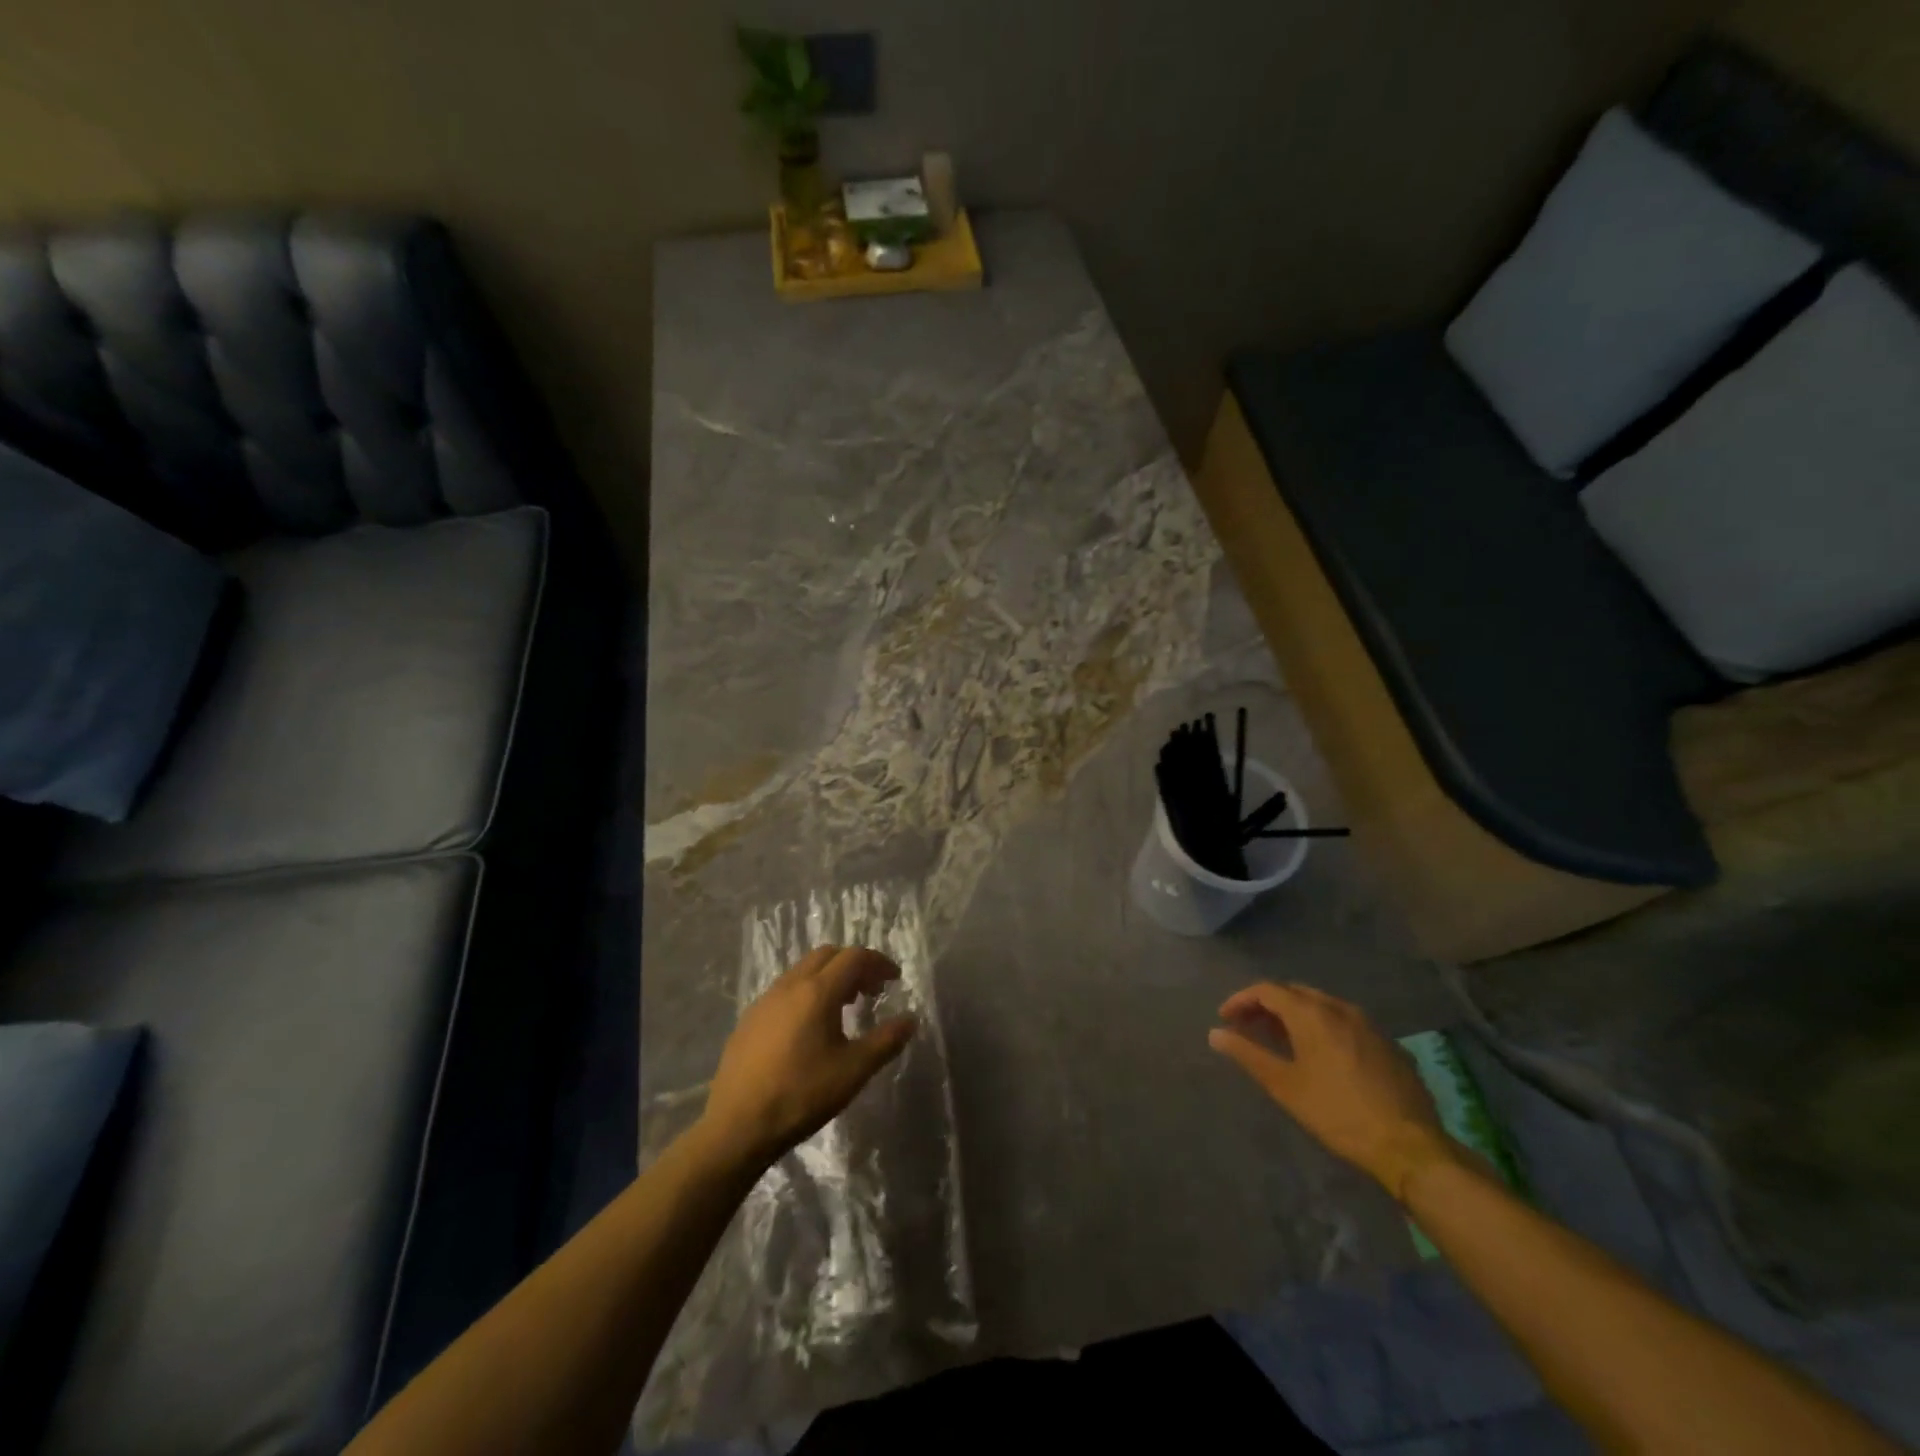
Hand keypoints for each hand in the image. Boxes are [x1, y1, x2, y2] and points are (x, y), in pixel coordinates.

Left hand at [699, 945, 917, 1169]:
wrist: (736, 1126)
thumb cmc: (801, 1095)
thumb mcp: (853, 1071)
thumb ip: (886, 1041)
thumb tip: (911, 1019)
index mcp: (817, 991)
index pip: (854, 957)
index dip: (879, 962)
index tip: (895, 979)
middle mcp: (790, 985)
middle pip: (827, 955)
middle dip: (854, 965)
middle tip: (871, 991)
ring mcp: (765, 1000)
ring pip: (804, 970)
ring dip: (829, 977)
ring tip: (844, 1007)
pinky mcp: (749, 1019)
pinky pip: (785, 990)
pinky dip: (807, 992)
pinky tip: (810, 1027)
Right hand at [1209, 982, 1451, 1198]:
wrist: (1409, 1146)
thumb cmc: (1337, 1113)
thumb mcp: (1285, 1086)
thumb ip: (1248, 1054)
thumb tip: (1215, 1034)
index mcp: (1312, 1013)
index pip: (1267, 990)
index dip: (1241, 1000)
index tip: (1225, 1019)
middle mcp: (1340, 1008)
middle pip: (1294, 993)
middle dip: (1267, 1005)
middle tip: (1248, 1027)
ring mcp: (1368, 1025)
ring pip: (1322, 1006)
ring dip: (1295, 1015)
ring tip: (1280, 1039)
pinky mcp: (1388, 1044)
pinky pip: (1346, 1023)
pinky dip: (1323, 1027)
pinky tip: (1320, 1054)